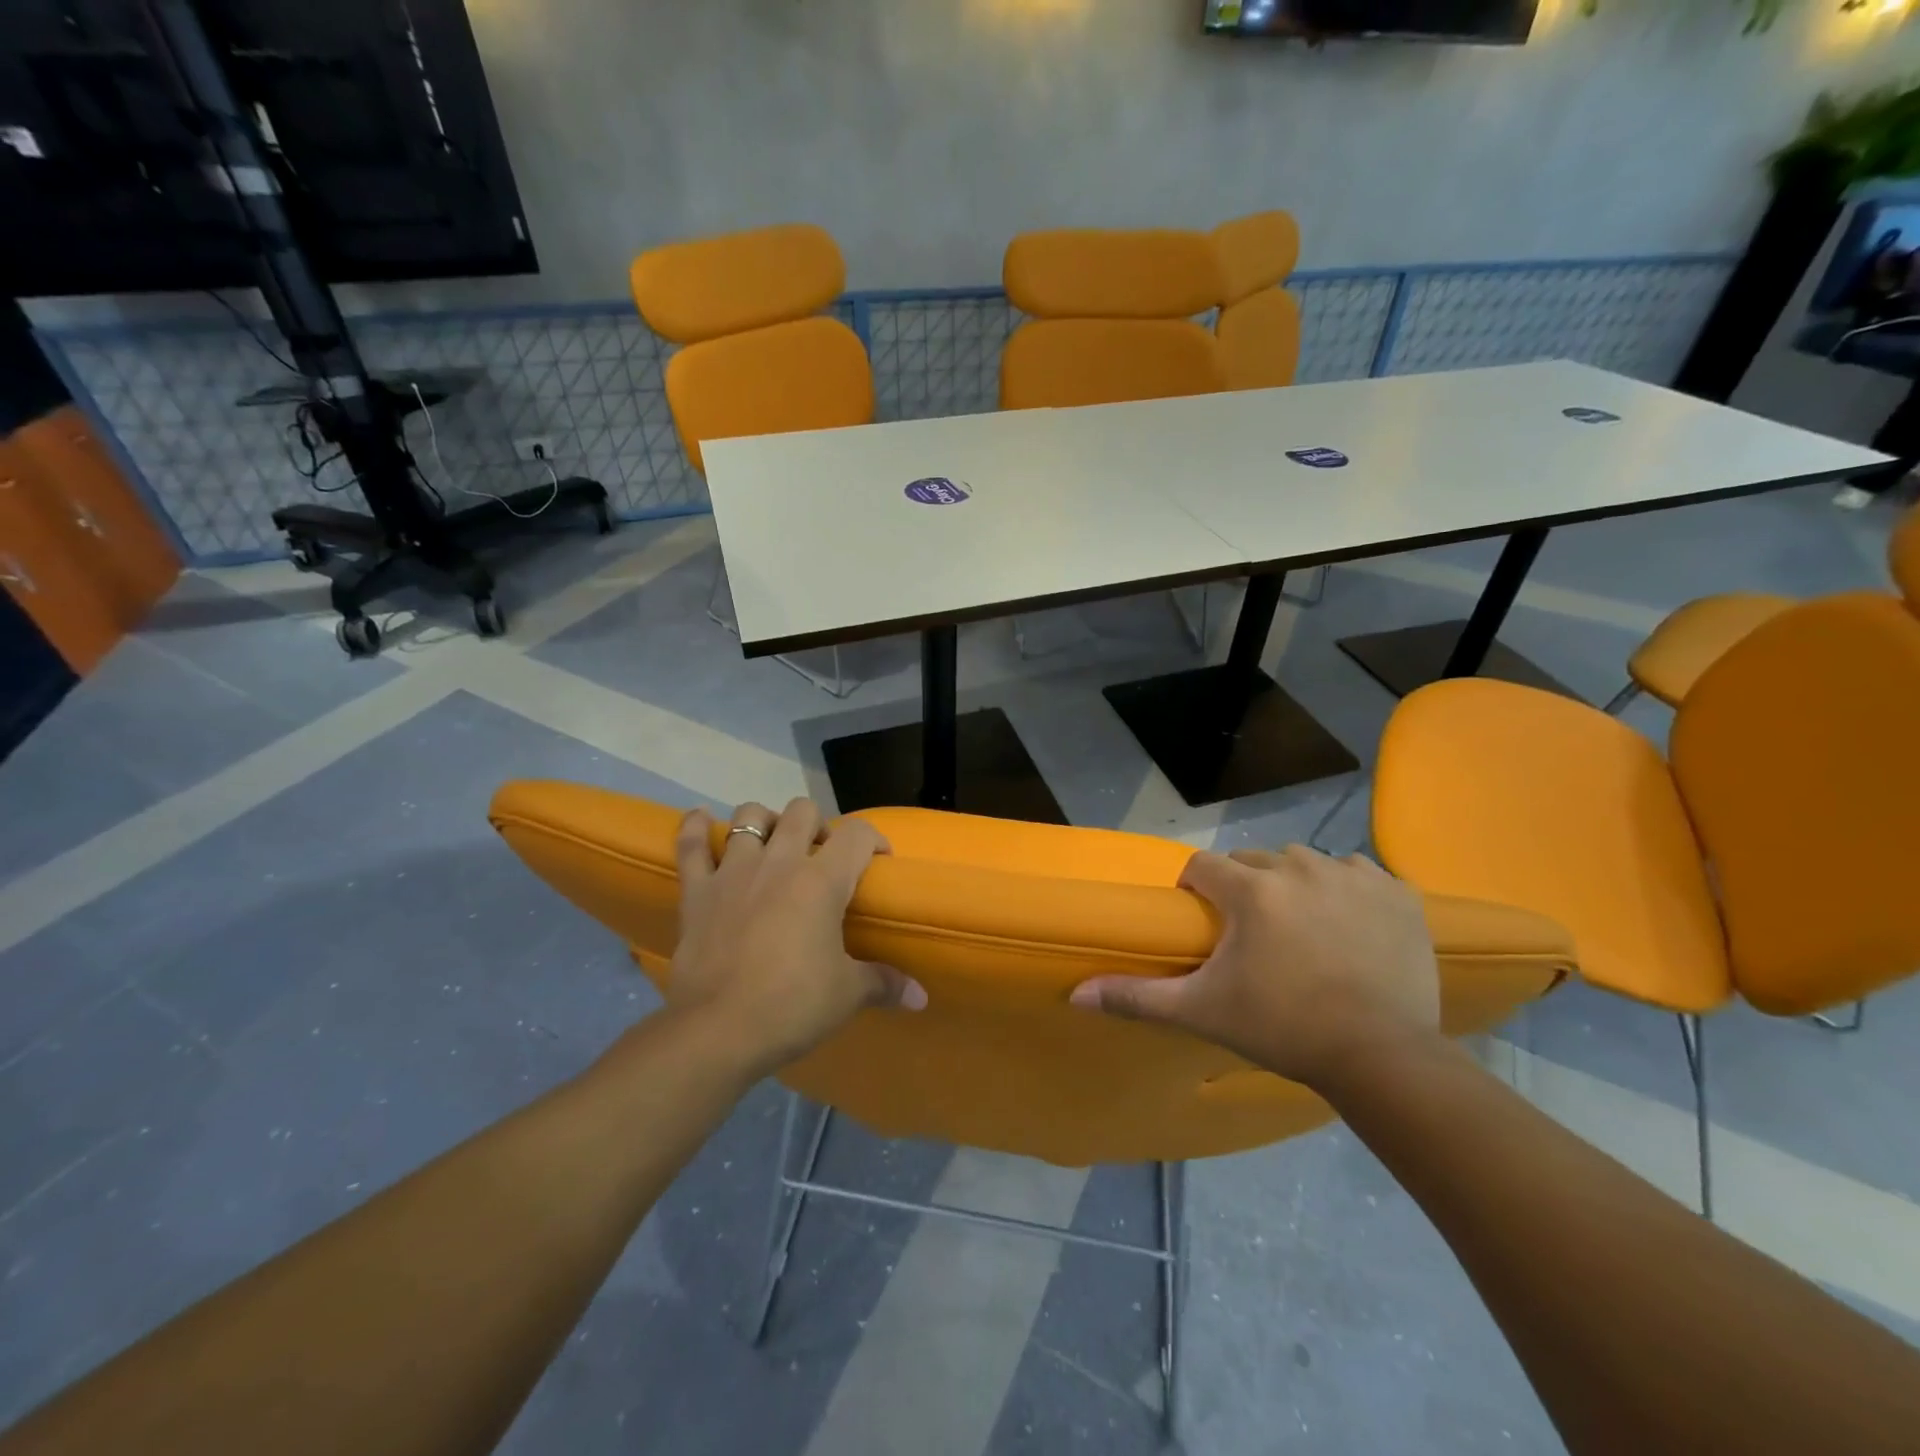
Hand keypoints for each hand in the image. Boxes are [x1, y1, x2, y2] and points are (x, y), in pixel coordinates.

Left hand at [667, 798, 923, 1077]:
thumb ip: (885, 984)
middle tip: (821, 855)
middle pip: (802, 811)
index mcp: (821, 882)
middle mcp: (779, 863)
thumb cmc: (791, 1006)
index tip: (878, 860)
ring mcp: (733, 873)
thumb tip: (920, 997)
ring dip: (765, 821)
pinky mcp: (697, 892)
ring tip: (771, 843)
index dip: (874, 840)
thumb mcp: (847, 996)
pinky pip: (691, 846)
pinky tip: (701, 820)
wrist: (717, 1032)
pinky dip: (695, 828)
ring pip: (749, 816)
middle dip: (817, 824)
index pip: (857, 835)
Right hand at [1070, 846, 1439, 1089]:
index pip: (1203, 866)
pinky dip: (1348, 891)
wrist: (1382, 1058)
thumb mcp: (1203, 1012)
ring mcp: (1353, 875)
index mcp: (1251, 888)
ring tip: (1303, 932)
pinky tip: (1350, 927)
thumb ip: (1137, 996)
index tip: (1205, 921)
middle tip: (1254, 936)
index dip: (1196, 890)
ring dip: (1295, 886)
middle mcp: (1299, 866)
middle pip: (1254, 861)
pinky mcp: (1397, 891)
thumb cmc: (1283, 1028)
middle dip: (1245, 888)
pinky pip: (1358, 873)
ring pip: (1305, 863)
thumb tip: (1076, 993)